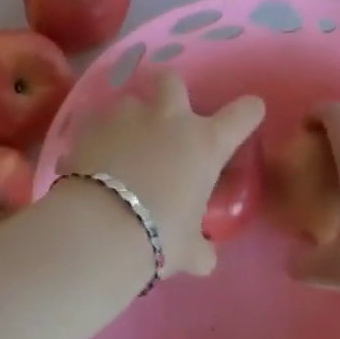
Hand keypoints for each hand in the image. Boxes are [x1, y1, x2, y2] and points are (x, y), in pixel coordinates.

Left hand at [61, 71, 264, 277]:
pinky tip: (90, 158)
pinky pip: (93, 123)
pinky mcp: (89, 126)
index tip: (250, 112)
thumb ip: (200, 249)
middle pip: (172, 80)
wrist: (100, 229)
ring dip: (129, 119)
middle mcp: (168, 119)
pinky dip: (94, 137)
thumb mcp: (189, 251)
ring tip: (120, 146)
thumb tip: (205, 258)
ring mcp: (126, 117)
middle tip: (165, 115)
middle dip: (170, 90)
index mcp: (205, 144)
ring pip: (129, 100)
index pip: (242, 115)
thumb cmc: (158, 236)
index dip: (248, 112)